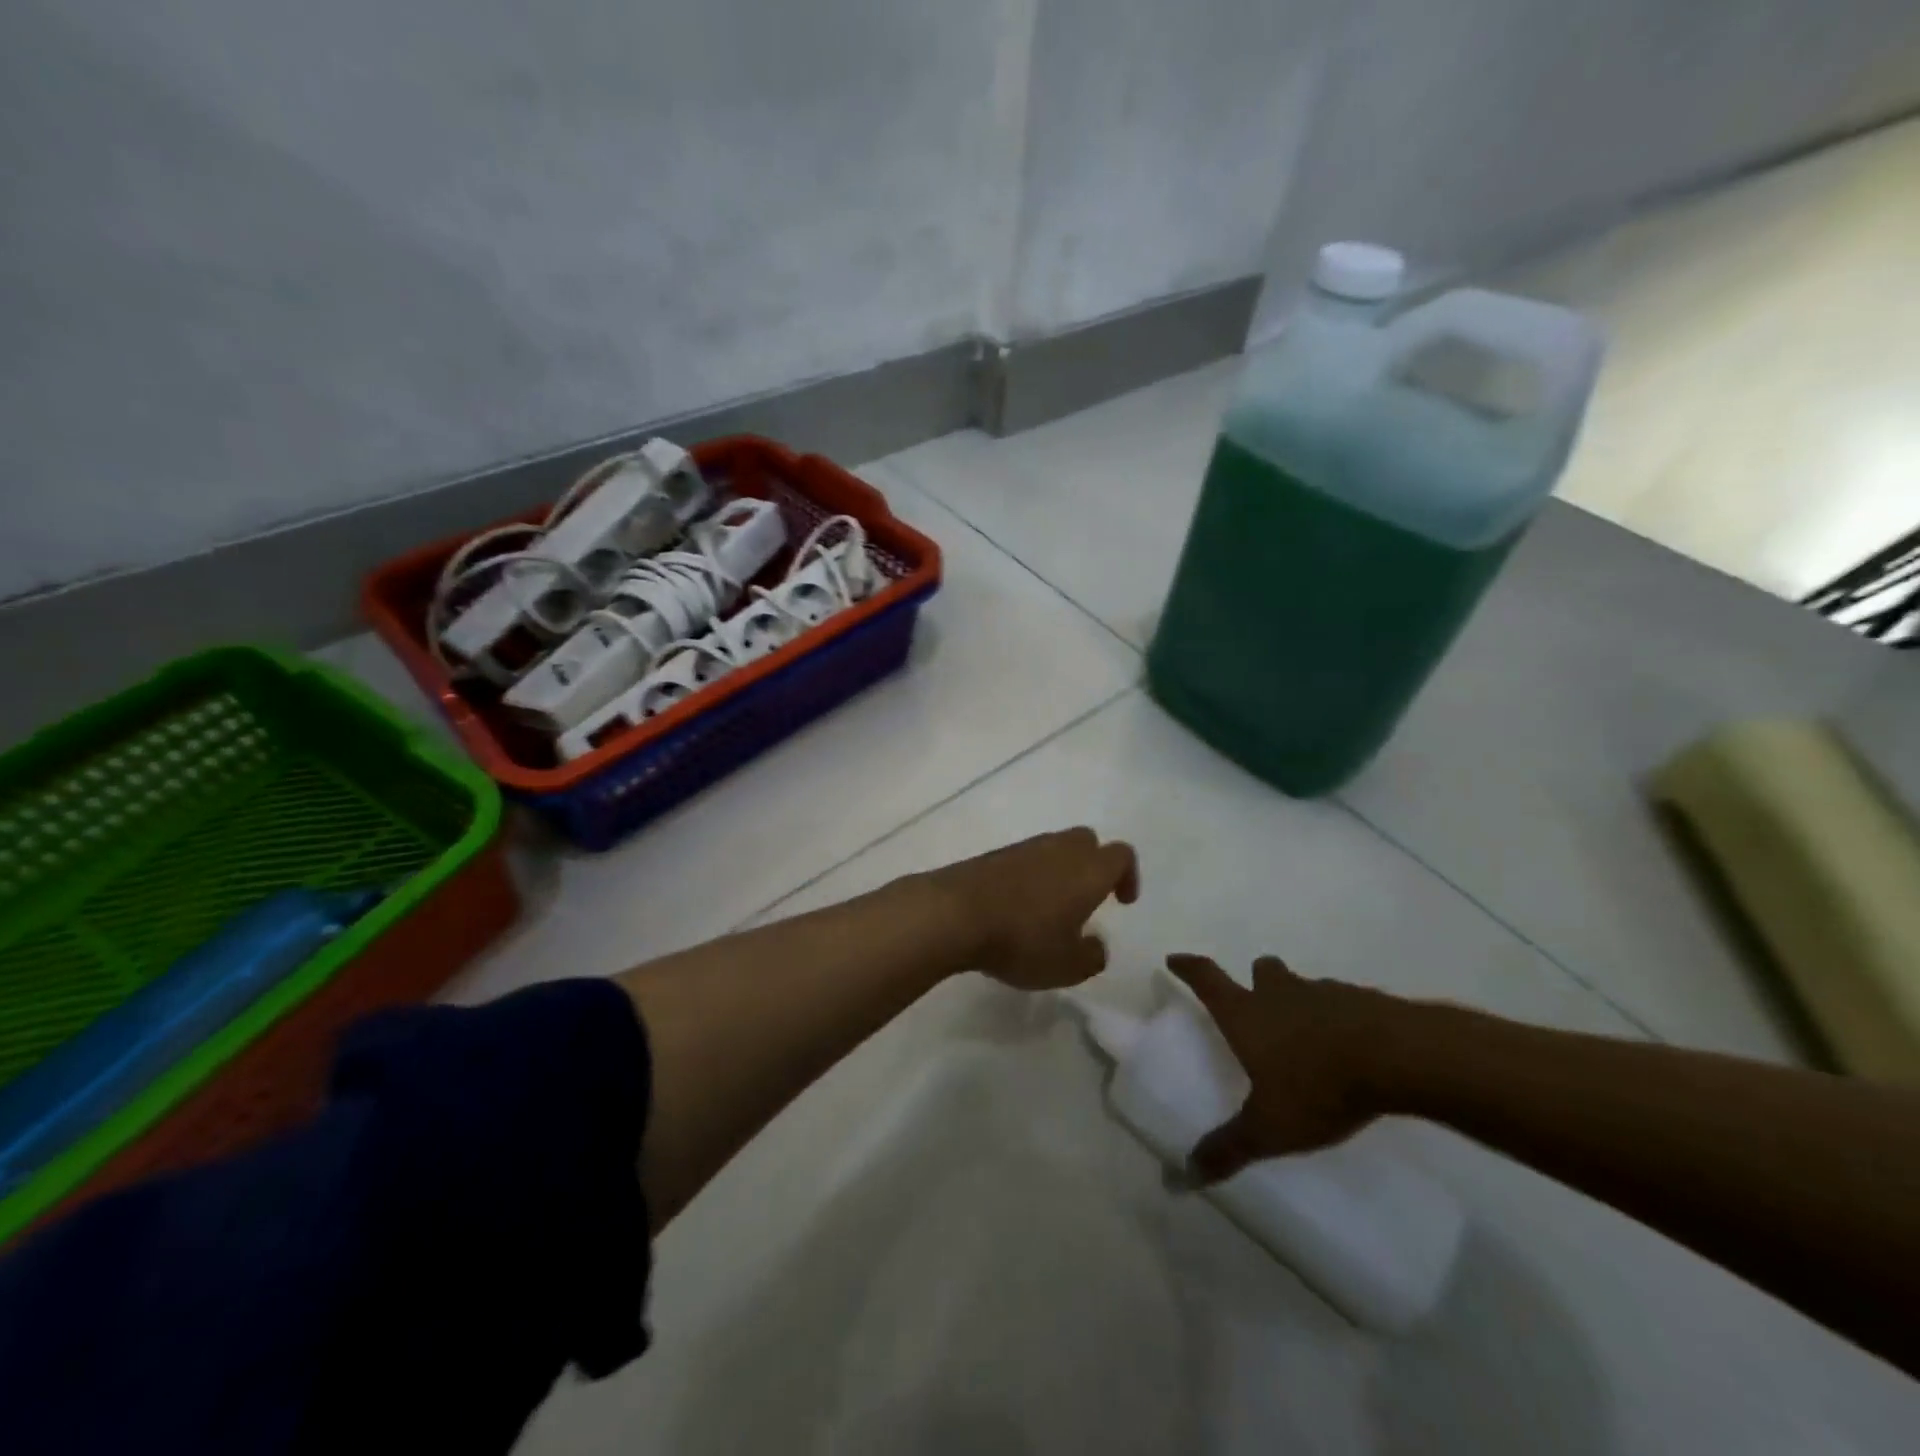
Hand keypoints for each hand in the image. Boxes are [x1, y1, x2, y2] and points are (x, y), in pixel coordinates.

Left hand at [923, 828, 1138, 989]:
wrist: (954, 913)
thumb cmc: (1022, 939)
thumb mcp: (1067, 966)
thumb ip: (1092, 956)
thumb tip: (1096, 945)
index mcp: (1088, 870)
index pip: (1121, 855)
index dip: (1128, 875)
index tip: (1122, 902)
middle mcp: (1059, 849)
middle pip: (1087, 841)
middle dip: (1093, 865)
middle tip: (1087, 899)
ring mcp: (1023, 848)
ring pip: (1054, 847)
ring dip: (1059, 871)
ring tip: (1049, 908)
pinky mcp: (993, 855)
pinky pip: (1024, 859)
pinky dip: (1029, 875)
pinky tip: (1017, 906)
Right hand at [1166, 953, 1397, 1183]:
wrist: (1399, 1057)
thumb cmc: (1319, 1085)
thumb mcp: (1269, 1127)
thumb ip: (1229, 1148)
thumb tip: (1182, 1176)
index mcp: (1247, 1014)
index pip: (1207, 978)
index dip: (1188, 968)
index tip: (1175, 960)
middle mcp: (1280, 994)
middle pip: (1261, 971)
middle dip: (1256, 980)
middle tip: (1258, 1001)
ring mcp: (1324, 993)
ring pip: (1302, 986)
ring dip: (1299, 1001)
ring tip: (1308, 1036)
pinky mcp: (1364, 1001)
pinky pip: (1342, 1003)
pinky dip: (1338, 1018)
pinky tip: (1351, 1047)